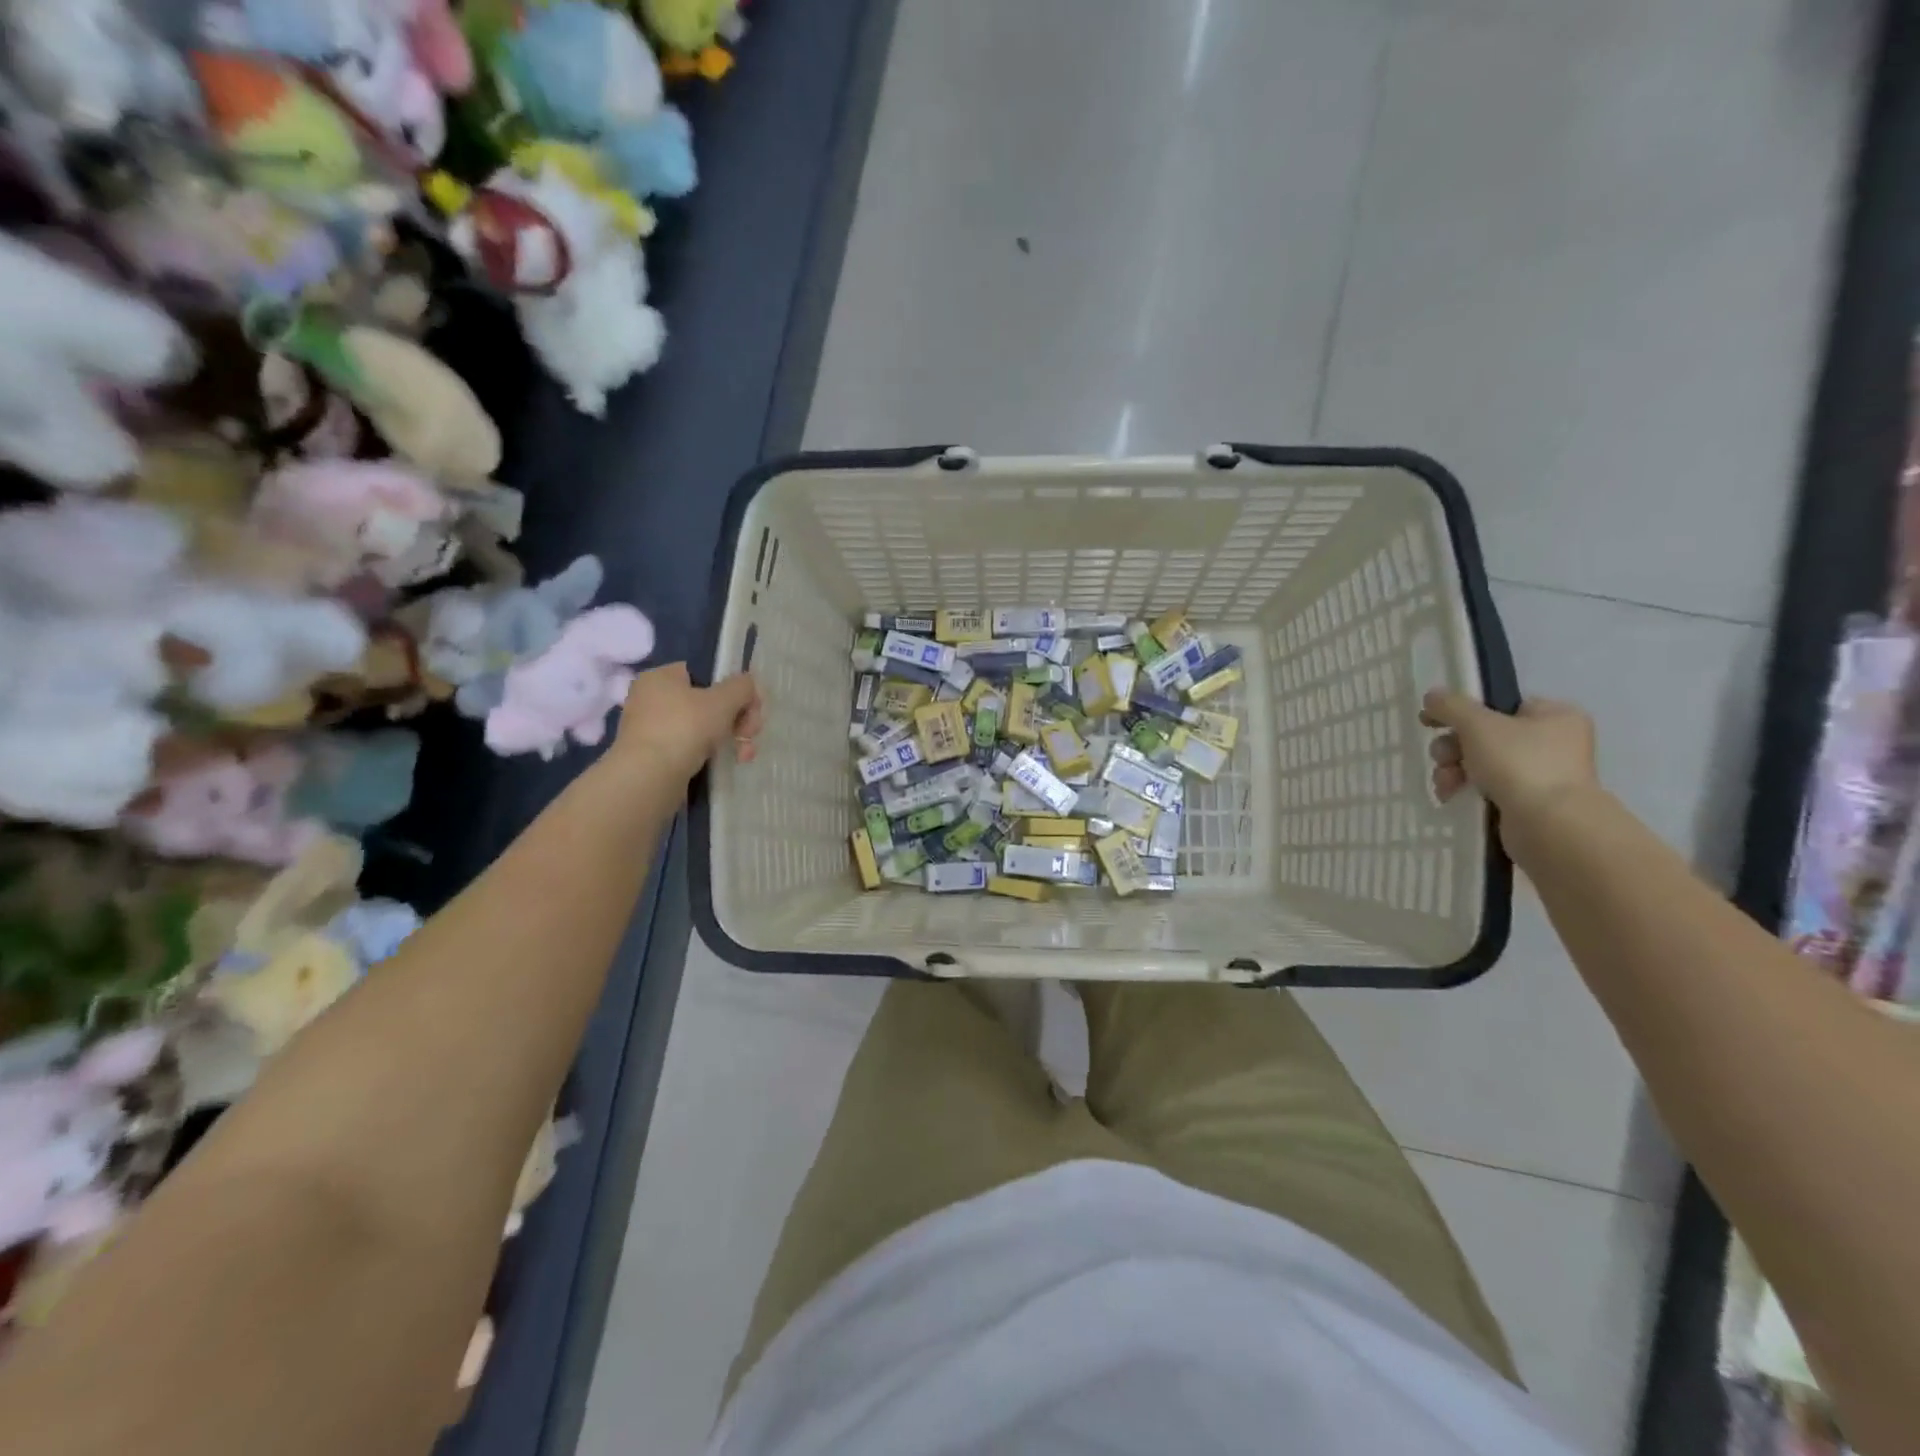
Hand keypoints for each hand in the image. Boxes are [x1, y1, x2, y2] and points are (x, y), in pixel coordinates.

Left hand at [612, 663, 762, 783]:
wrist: (650, 777)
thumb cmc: (685, 727)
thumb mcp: (723, 700)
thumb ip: (741, 686)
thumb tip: (747, 684)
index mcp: (661, 677)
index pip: (705, 674)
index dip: (732, 689)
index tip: (750, 708)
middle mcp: (652, 699)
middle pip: (708, 702)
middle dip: (737, 719)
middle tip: (750, 733)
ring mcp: (652, 729)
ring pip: (703, 727)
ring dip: (731, 738)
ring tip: (745, 755)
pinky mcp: (655, 756)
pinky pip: (692, 747)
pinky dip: (712, 753)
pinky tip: (730, 762)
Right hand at [1420, 691, 1598, 821]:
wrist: (1549, 824)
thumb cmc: (1520, 763)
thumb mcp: (1478, 724)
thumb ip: (1451, 705)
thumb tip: (1432, 696)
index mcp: (1554, 715)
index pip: (1499, 705)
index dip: (1462, 712)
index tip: (1431, 722)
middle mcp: (1553, 742)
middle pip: (1485, 735)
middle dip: (1453, 748)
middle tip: (1444, 758)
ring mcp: (1542, 774)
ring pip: (1480, 762)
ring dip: (1453, 769)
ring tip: (1445, 783)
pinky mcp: (1528, 801)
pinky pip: (1487, 786)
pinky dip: (1465, 789)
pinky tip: (1451, 796)